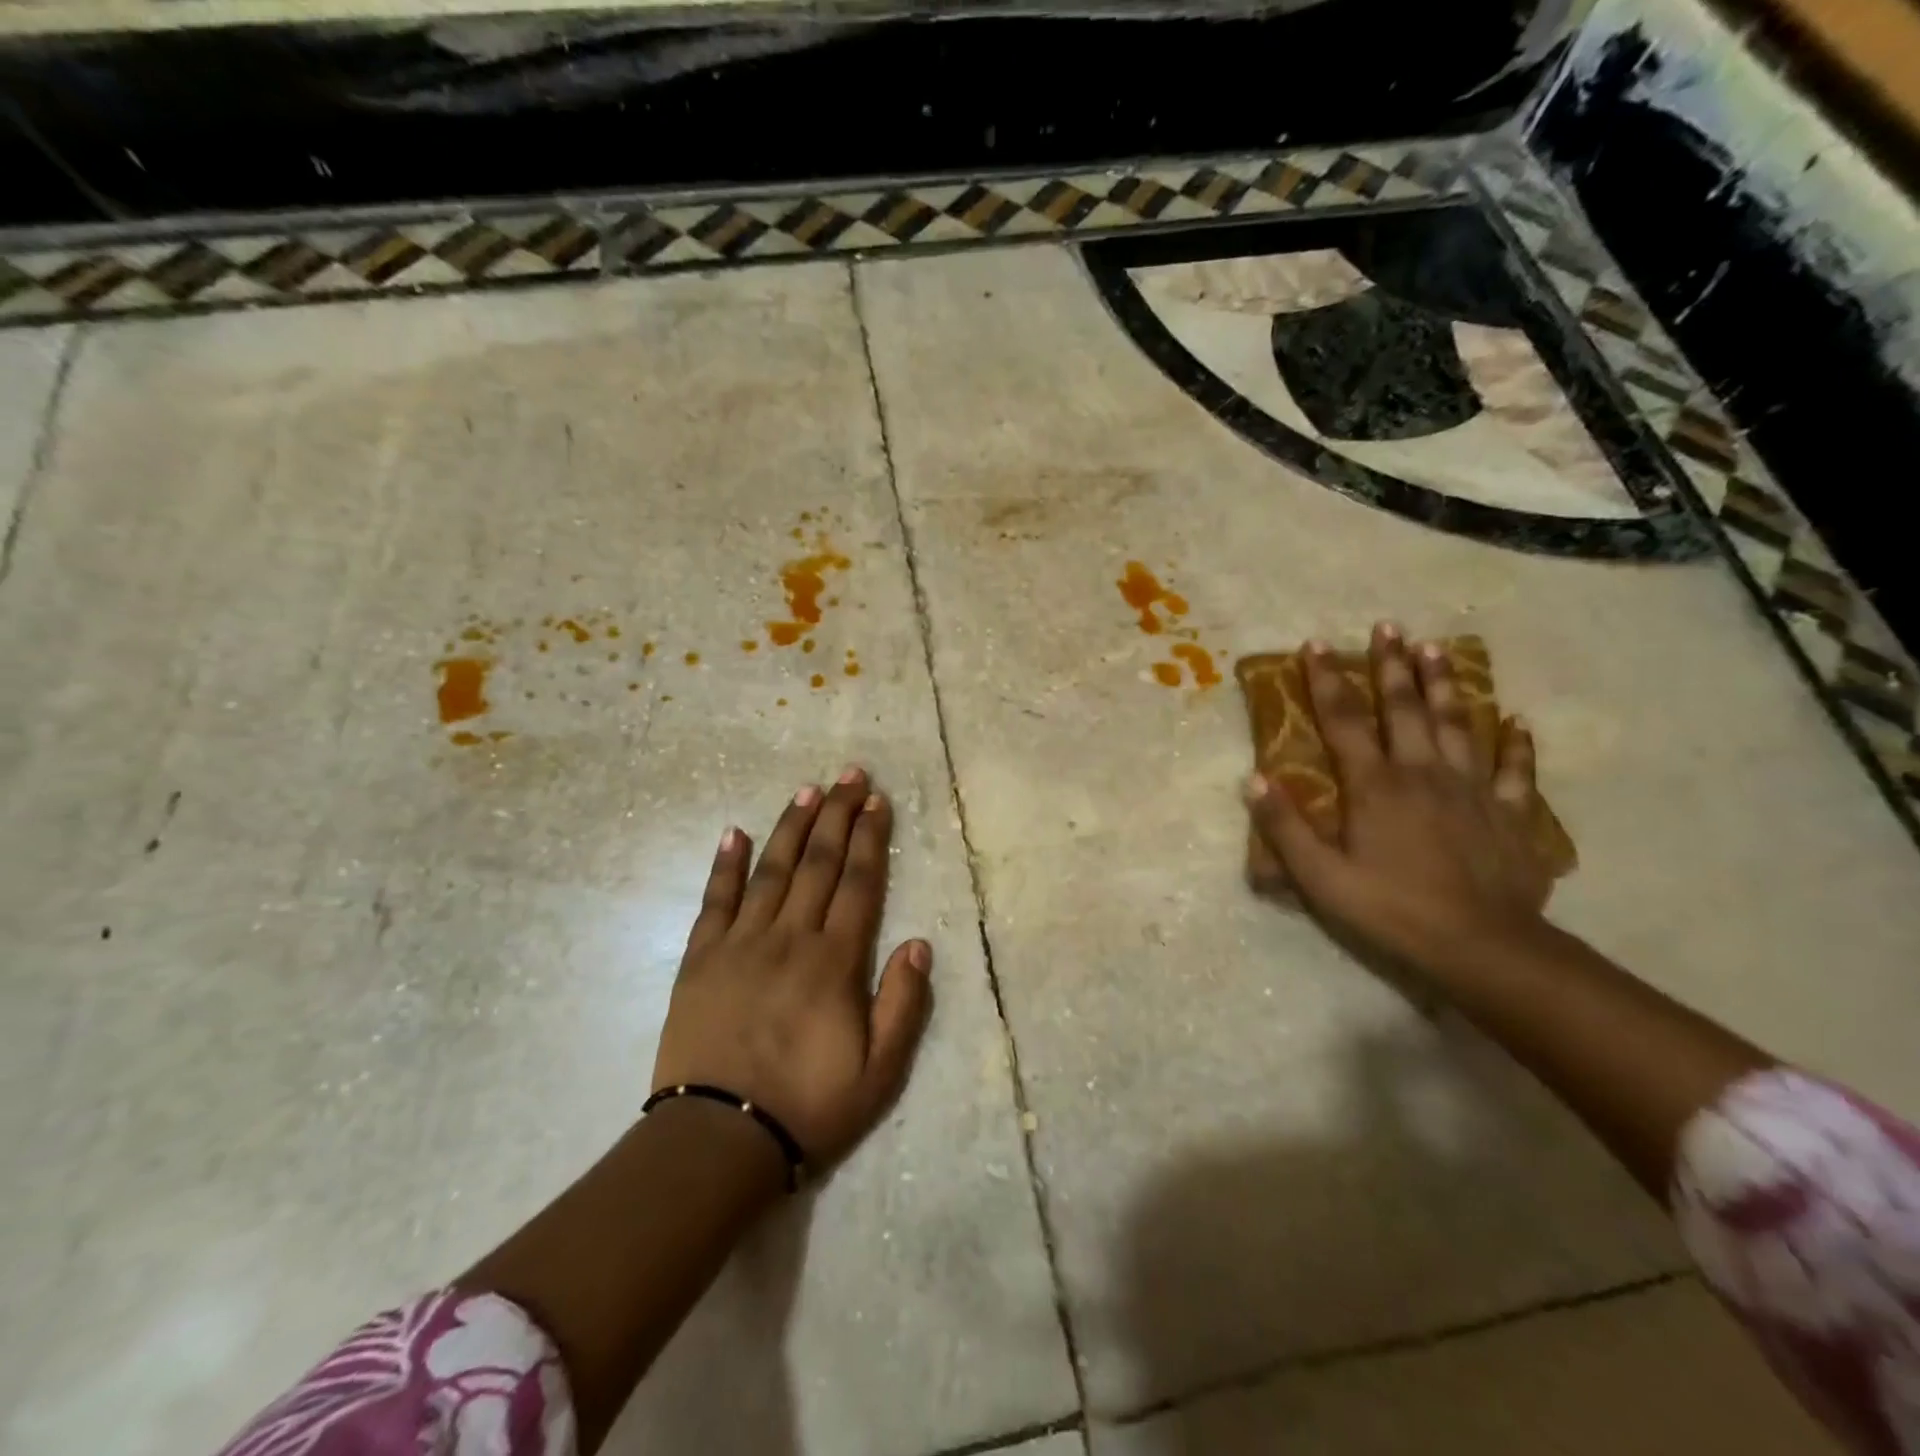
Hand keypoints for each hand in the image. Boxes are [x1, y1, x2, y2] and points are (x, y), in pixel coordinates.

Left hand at [652, 767, 932, 1169]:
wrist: (718, 1139)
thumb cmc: (808, 1106)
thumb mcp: (880, 1072)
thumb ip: (903, 1004)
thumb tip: (919, 943)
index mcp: (834, 961)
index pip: (859, 884)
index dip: (871, 839)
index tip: (877, 802)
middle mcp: (790, 938)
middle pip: (819, 864)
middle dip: (838, 815)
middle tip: (850, 775)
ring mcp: (740, 943)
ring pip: (771, 870)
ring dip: (792, 827)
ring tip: (808, 790)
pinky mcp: (700, 958)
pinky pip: (714, 900)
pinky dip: (724, 864)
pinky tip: (733, 832)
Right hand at [1245, 623, 1553, 973]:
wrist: (1482, 947)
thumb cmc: (1391, 909)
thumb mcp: (1320, 876)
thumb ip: (1285, 827)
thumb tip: (1254, 779)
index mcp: (1374, 786)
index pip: (1343, 720)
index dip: (1327, 680)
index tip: (1316, 644)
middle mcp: (1422, 773)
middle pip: (1404, 709)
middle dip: (1391, 665)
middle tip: (1387, 626)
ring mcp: (1471, 790)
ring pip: (1457, 724)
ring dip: (1444, 684)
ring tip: (1436, 648)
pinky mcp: (1508, 814)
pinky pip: (1514, 770)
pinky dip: (1516, 743)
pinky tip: (1517, 719)